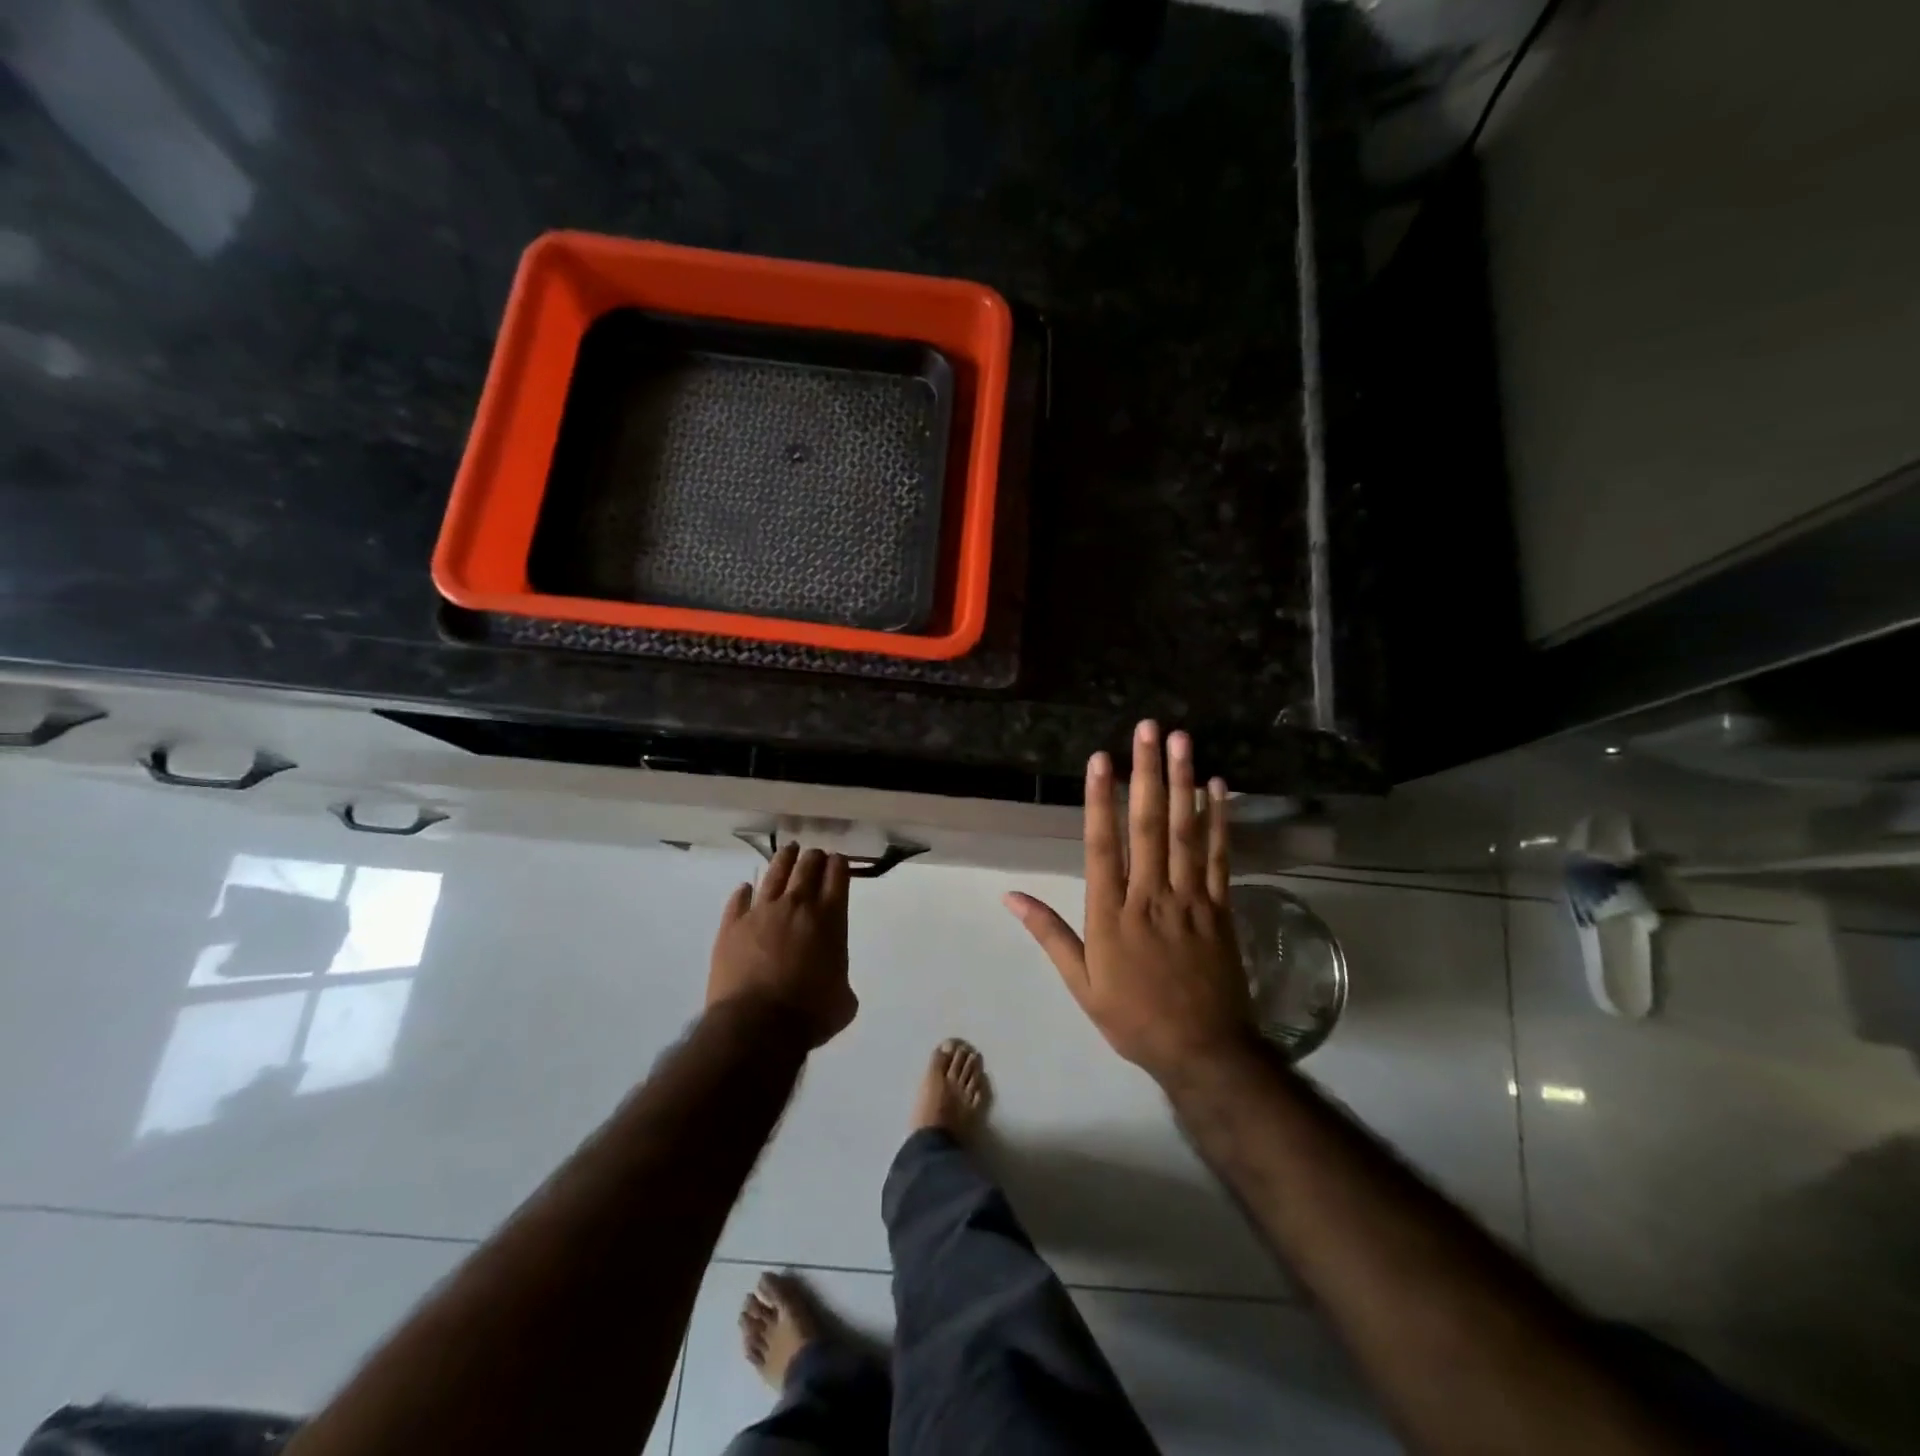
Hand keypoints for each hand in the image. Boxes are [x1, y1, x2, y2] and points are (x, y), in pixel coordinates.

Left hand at [709, 844, 856, 1048]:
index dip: (839, 865)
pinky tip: (746, 889)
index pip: (838, 876)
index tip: (838, 861)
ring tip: (789, 851)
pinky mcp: (731, 926)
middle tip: (815, 855)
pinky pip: (739, 900)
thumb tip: (834, 985)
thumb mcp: (843, 1001)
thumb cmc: (809, 1014)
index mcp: (830, 918)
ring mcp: (761, 912)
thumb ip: (841, 982)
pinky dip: (744, 893)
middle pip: (807, 867)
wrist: (757, 1026)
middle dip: (814, 858)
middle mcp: (797, 905)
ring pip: (775, 873)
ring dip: (784, 860)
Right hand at [1006, 721, 1251, 1082]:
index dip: (1101, 799)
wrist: (1203, 1050)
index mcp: (1112, 913)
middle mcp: (1150, 895)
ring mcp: (1190, 899)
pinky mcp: (1221, 907)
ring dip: (1183, 783)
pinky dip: (1220, 820)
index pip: (1103, 845)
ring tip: (1182, 741)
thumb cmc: (1133, 1017)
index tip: (1101, 759)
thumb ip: (1049, 934)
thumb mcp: (1081, 983)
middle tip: (1149, 729)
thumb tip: (1010, 896)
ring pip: (1187, 832)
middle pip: (1148, 825)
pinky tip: (1217, 787)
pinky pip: (1221, 857)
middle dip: (1147, 773)